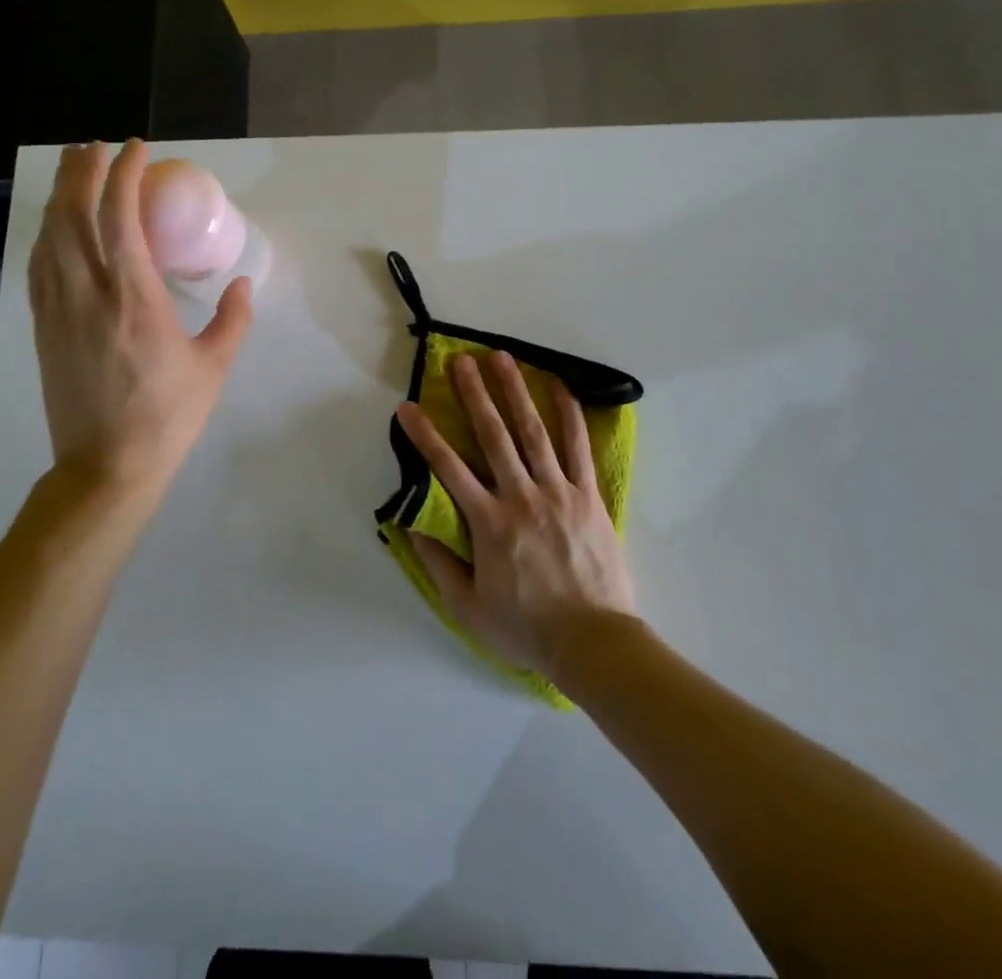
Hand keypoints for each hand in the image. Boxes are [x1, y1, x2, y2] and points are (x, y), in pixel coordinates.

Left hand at [27, 141, 252, 506]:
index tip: (138, 149)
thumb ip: (233, 319)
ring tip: (72, 169)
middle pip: (73, 215)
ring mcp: (59, 310)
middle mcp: (89, 293)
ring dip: (60, 196)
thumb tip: (243, 284)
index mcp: (135, 298)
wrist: (106, 466)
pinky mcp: (43, 327)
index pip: (120, 217)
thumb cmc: (168, 416)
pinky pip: (39, 266)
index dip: (126, 175)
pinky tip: (54, 225)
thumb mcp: (214, 367)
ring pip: (49, 236)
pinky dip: (47, 234)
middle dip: (81, 171)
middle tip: (95, 145)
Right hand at [395, 350, 637, 681]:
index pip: (448, 468)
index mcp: (488, 522)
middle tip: (461, 360)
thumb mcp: (467, 606)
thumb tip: (411, 524)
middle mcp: (521, 497)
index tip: (408, 407)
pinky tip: (560, 387)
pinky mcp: (588, 496)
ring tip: (502, 358)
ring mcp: (558, 492)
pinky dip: (569, 415)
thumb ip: (438, 562)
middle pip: (493, 435)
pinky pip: (578, 448)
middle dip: (474, 394)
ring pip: (533, 431)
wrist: (593, 642)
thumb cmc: (526, 627)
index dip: (425, 435)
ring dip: (515, 391)